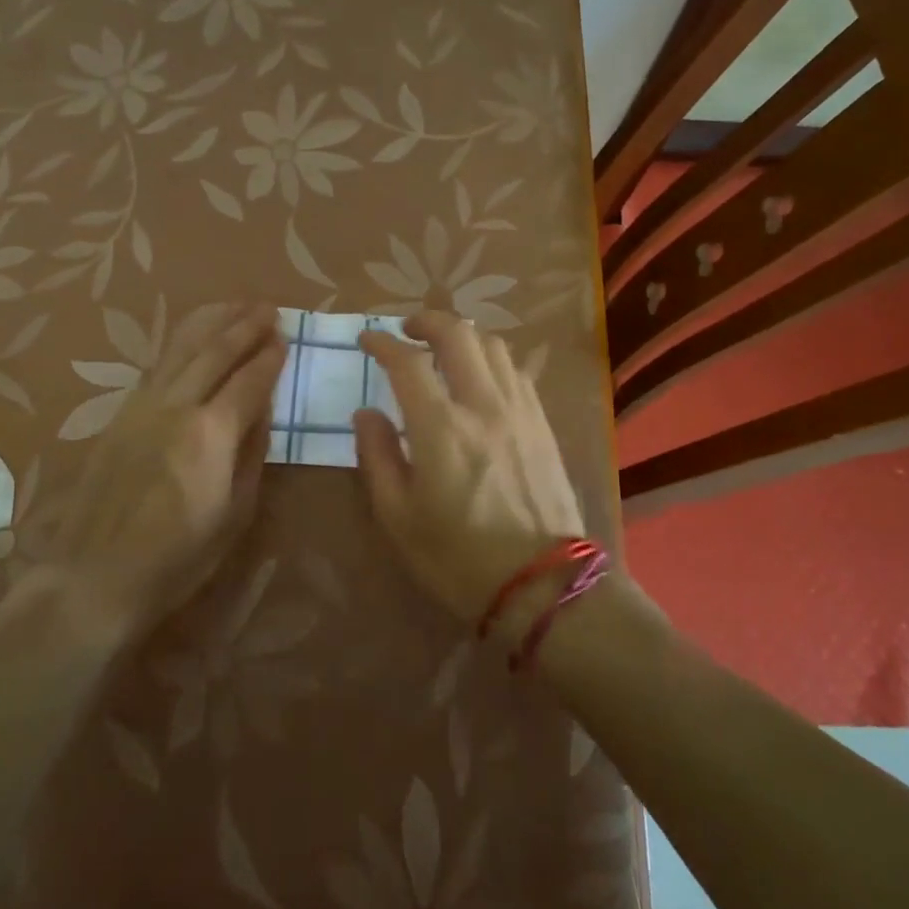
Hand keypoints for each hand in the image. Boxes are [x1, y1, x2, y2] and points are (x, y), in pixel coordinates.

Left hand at [1, 303, 284, 644]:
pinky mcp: (120, 412)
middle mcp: (177, 406)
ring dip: (213, 321)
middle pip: (216, 351)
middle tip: (269, 307)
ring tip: (236, 303)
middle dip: (246, 325)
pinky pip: (159, 363)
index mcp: (211, 433)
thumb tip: (263, 412)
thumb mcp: (233, 515)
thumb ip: (251, 455)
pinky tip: (193, 334)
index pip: (249, 380)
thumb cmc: (176, 559)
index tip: (286, 338)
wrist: (92, 576)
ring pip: (182, 347)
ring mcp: (143, 405)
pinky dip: (181, 339)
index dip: (270, 357)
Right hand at [354, 311, 585, 635]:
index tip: (367, 339)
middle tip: (407, 330)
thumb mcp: (398, 518)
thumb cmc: (458, 559)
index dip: (382, 343)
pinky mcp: (542, 422)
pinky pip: (515, 370)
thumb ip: (376, 456)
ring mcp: (519, 410)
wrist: (542, 587)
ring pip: (493, 345)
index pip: (407, 362)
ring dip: (463, 336)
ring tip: (444, 349)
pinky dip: (491, 359)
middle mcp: (482, 405)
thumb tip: (366, 413)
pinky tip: (480, 378)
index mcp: (441, 428)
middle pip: (458, 333)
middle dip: (427, 321)